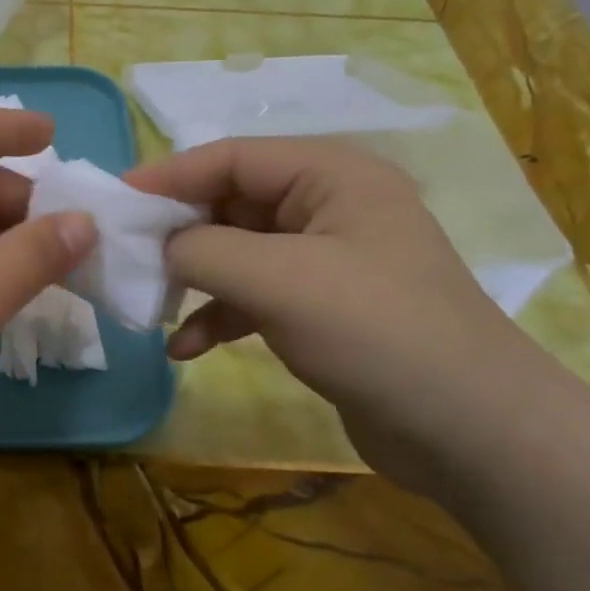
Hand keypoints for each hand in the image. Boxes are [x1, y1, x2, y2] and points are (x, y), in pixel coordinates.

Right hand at [126, 137, 554, 491]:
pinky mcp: (321, 309)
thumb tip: (159, 247)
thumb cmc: (377, 331)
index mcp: (331, 175)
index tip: (115, 198)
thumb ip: (204, 250)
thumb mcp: (280, 280)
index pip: (233, 156)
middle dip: (179, 234)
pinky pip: (254, 296)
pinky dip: (220, 315)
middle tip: (126, 259)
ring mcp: (326, 261)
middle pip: (231, 203)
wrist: (474, 434)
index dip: (170, 175)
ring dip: (195, 279)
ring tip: (152, 308)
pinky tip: (187, 349)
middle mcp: (328, 207)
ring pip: (238, 253)